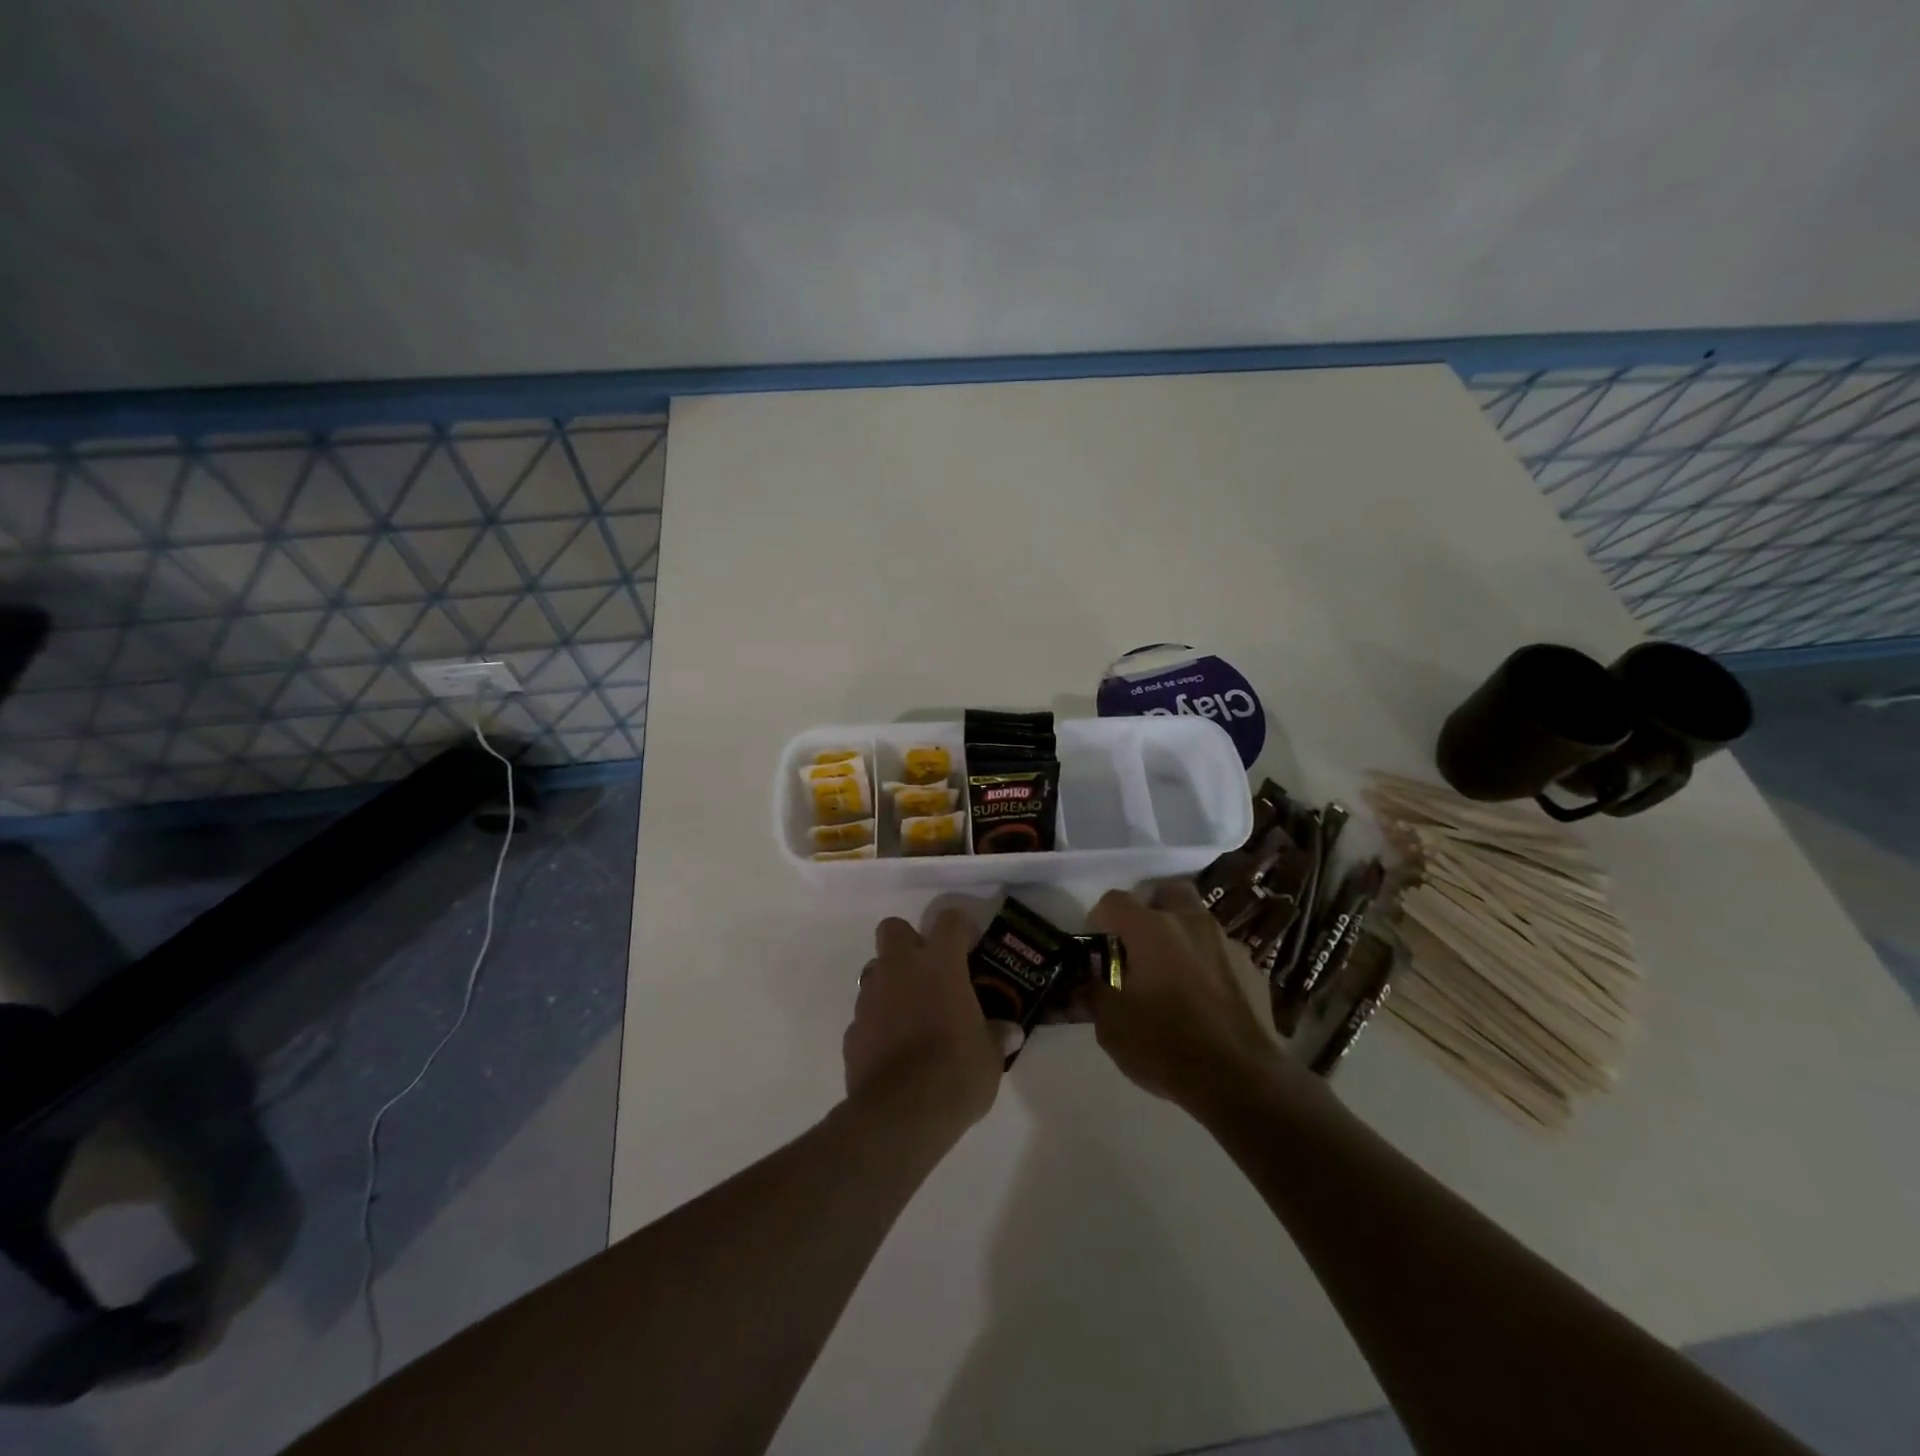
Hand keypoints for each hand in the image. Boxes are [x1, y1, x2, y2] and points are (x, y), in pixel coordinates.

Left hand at [844, 911, 1004, 1138]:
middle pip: (893, 928)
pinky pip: (866, 1014)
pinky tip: (894, 1048)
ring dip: (891, 982)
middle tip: (929, 970)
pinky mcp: (852, 1031)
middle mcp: (900, 969)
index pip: (949, 920)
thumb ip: (996, 1036)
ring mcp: (870, 998)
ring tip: (912, 1012)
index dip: (960, 927)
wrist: (900, 1114)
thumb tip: (1010, 1032)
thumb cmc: (955, 1073)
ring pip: (874, 970)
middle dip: (908, 941)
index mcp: (939, 964)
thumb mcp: (990, 1057)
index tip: (969, 945)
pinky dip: (878, 1022)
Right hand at [1085, 883, 1286, 1113]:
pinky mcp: (1253, 968)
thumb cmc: (1167, 1046)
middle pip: (1165, 892)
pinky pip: (1221, 953)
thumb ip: (1092, 994)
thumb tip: (1083, 983)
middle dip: (1149, 909)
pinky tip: (1204, 999)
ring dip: (1180, 936)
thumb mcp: (1111, 1027)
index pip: (1115, 900)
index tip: (1098, 947)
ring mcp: (1226, 943)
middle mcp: (1190, 922)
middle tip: (1138, 944)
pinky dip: (1207, 964)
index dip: (1100, 918)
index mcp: (1150, 929)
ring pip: (1197, 921)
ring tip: (1172, 975)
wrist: (1243, 1081)